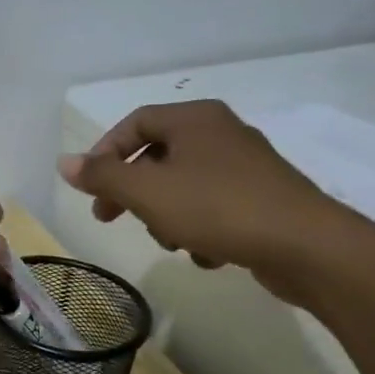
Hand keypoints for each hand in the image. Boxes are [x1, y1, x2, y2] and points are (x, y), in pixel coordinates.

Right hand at [58, 100, 356, 302]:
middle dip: (133, 191)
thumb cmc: (219, 208)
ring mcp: (248, 167)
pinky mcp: (265, 199)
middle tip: (111, 217)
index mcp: (194, 119)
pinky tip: (206, 254)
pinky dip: (201, 228)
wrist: (310, 248)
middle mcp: (222, 133)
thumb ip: (102, 176)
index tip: (91, 188)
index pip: (134, 124)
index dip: (105, 153)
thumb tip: (64, 163)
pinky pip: (215, 206)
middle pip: (157, 156)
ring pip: (184, 185)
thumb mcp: (147, 191)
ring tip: (170, 242)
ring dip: (166, 215)